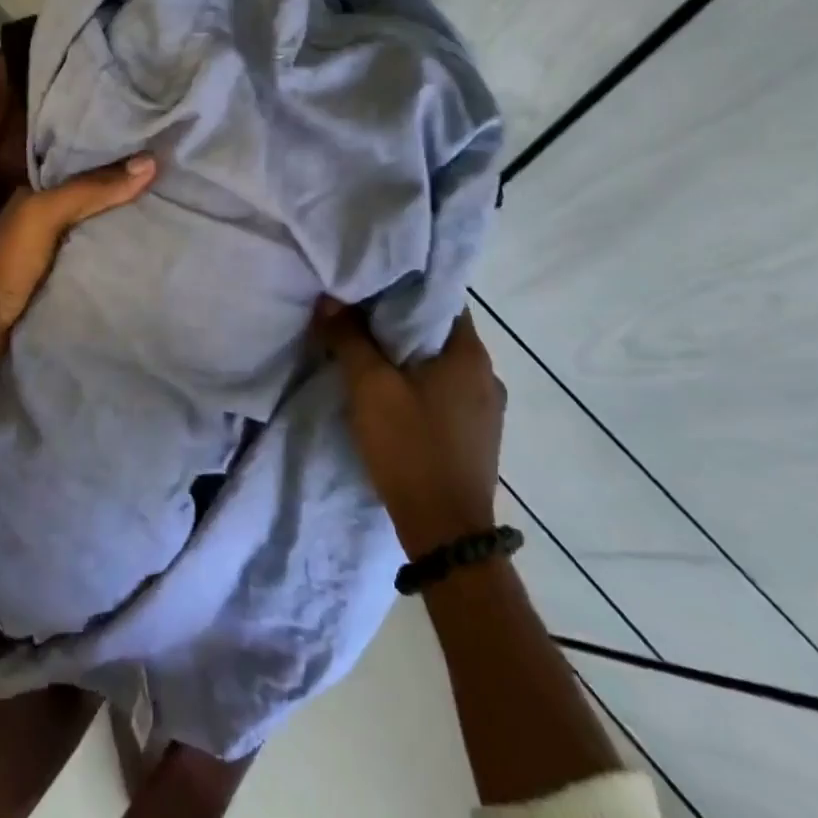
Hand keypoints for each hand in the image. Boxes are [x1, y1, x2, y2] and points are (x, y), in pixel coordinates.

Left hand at [0, 155, 157, 342]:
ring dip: (123, 234)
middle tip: (173, 195)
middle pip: (93, 206)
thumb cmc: (9, 259)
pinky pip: (94, 265)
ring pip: (95, 236)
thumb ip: (91, 190)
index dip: (117, 167)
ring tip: (170, 225)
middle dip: (126, 201)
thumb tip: (150, 161)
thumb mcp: (46, 214)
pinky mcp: (59, 284)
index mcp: (36, 196)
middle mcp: (44, 221)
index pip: (84, 173)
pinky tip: (144, 261)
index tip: (160, 163)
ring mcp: (51, 255)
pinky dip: (115, 262)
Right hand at [316, 303, 505, 555]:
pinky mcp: (478, 434)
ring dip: (409, 355)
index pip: (440, 297)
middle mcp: (487, 374)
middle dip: (399, 321)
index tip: (369, 285)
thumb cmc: (411, 447)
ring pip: (442, 363)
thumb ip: (349, 338)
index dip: (403, 287)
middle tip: (358, 316)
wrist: (445, 532)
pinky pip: (446, 391)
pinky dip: (420, 382)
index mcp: (470, 354)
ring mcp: (487, 408)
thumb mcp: (369, 387)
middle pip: (439, 330)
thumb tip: (330, 299)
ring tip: (369, 353)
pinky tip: (393, 394)